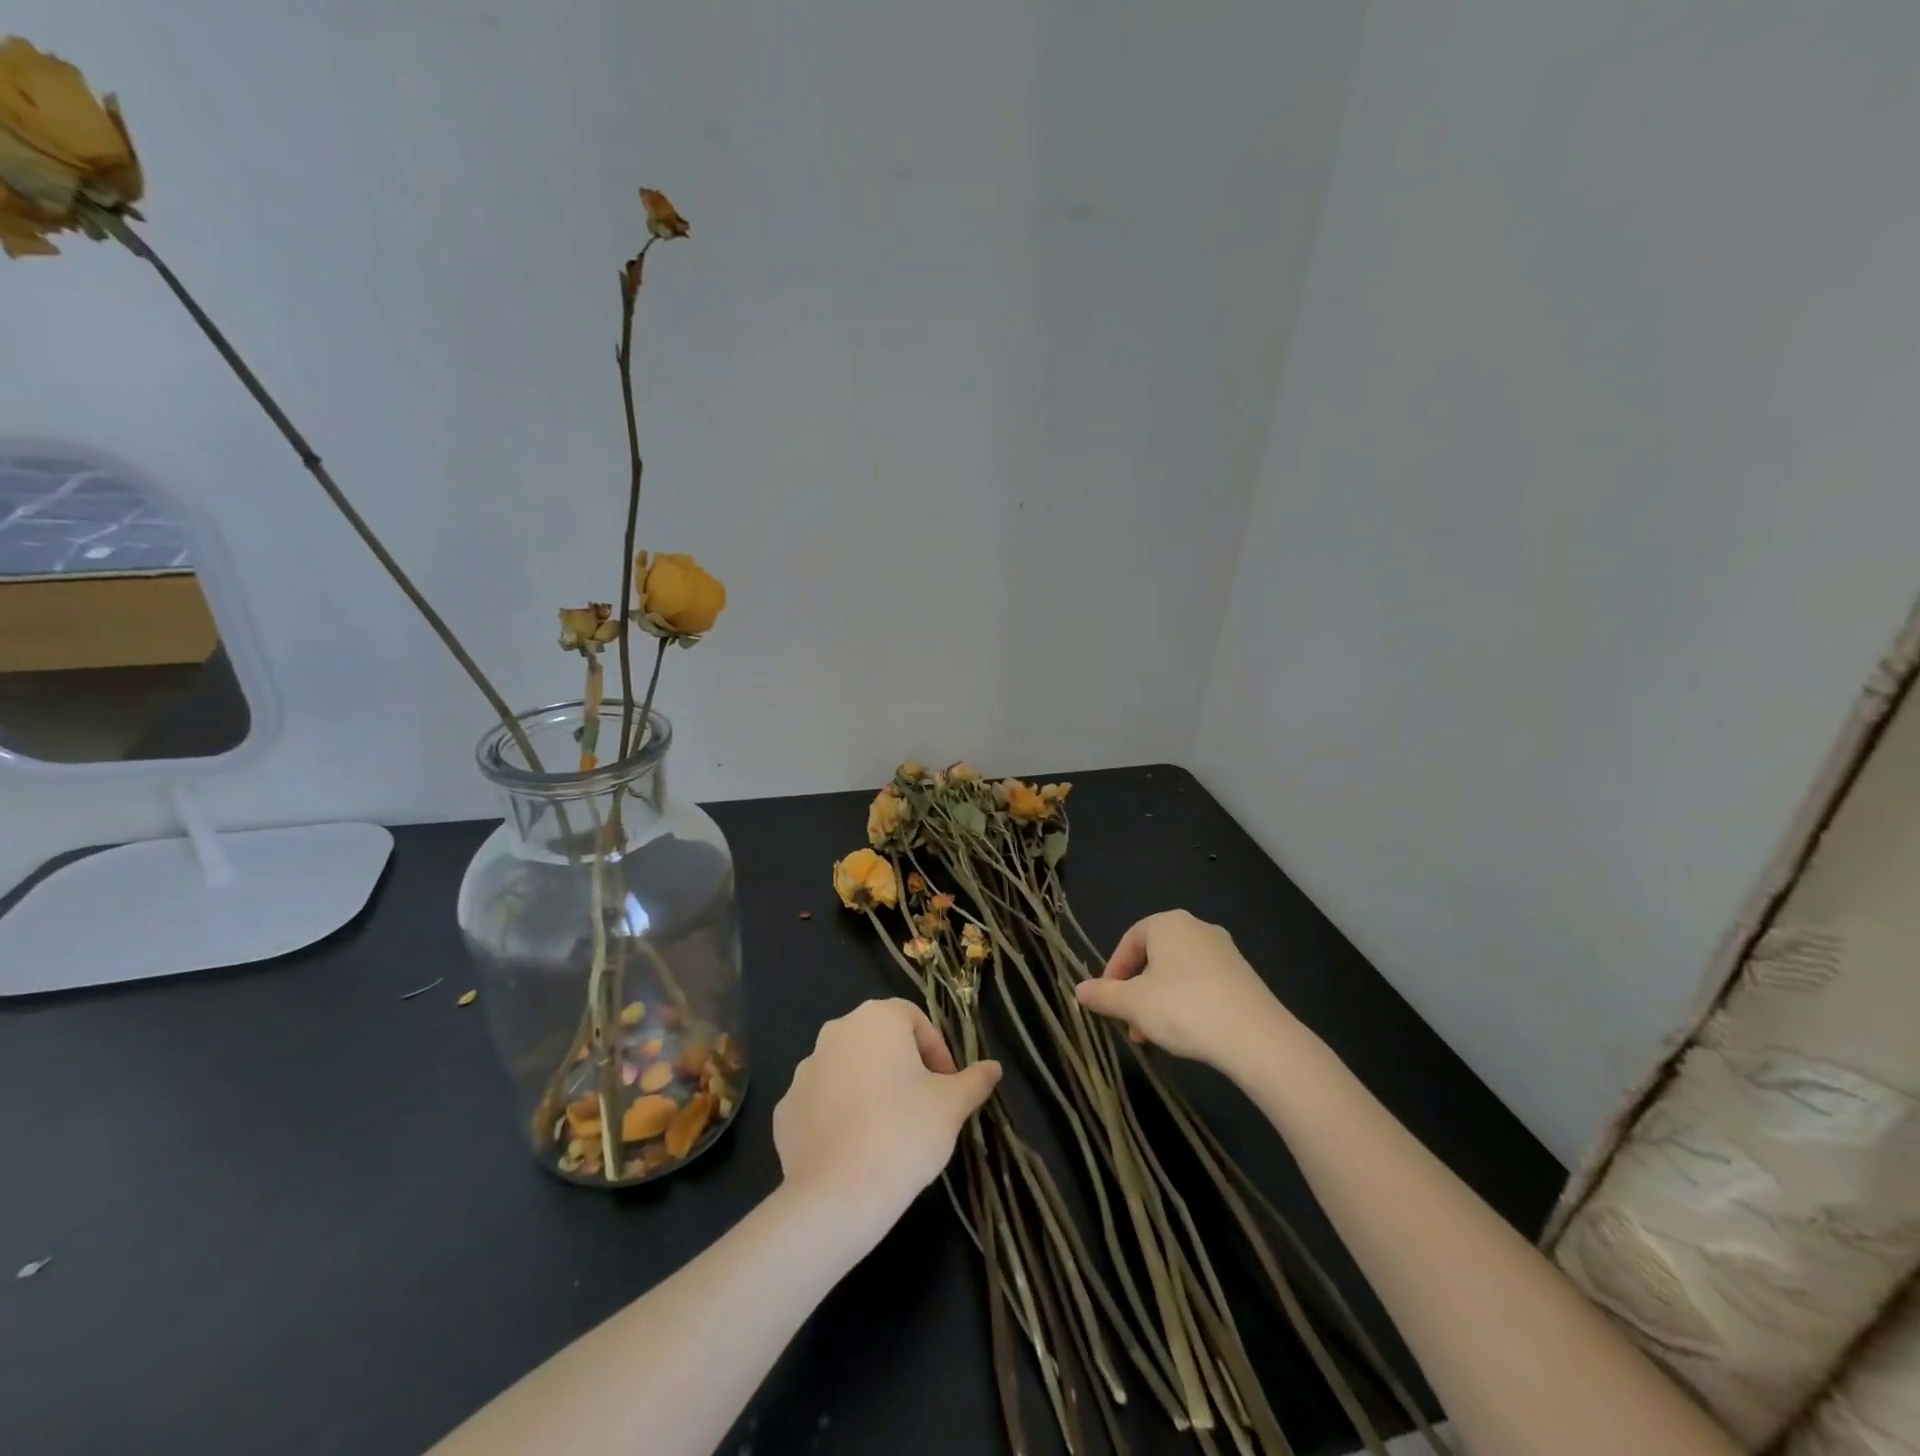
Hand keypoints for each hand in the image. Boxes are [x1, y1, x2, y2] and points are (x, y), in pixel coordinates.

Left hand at [773, 999, 1001, 1228]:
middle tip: (922, 1106)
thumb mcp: (952, 1106)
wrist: (838, 1196)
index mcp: (877, 1018)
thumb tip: (993, 1068)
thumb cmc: (905, 1134)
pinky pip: (821, 1102)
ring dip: (869, 1088)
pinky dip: (838, 1115)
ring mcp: (805, 1069)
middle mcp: (836, 1031)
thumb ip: (975, 1080)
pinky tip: (855, 1148)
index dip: (937, 1051)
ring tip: (888, 1131)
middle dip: (903, 1067)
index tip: (947, 1087)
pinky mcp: (785, 1108)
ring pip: (849, 1069)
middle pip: (879, 1041)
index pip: (914, 1020)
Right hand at [1074, 910, 1289, 1072]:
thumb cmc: (1183, 1008)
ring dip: (1160, 1001)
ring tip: (1154, 1037)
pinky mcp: (1244, 976)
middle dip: (1137, 991)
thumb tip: (1078, 990)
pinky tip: (1187, 1033)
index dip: (1113, 972)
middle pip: (1154, 958)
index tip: (1107, 1001)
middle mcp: (1197, 928)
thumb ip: (1103, 995)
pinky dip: (1187, 1003)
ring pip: (1178, 973)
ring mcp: (1225, 951)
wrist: (1256, 1037)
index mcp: (1167, 924)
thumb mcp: (1133, 1004)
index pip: (1129, 941)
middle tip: (1130, 1024)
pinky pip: (1203, 983)